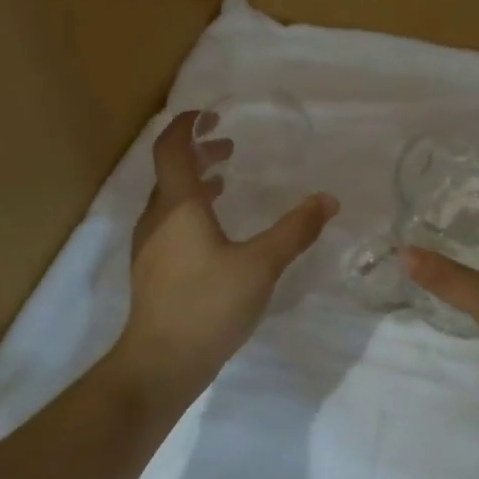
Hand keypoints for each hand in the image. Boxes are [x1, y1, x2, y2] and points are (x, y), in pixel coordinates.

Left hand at [118, 111, 338, 402]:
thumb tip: (328, 199)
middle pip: (170, 170)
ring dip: (195, 181)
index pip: (171, 148)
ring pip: (169, 197)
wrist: (161, 363)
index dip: (187, 125)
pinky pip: (169, 221)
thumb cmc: (208, 304)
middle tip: (229, 146)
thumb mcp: (261, 265)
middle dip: (198, 151)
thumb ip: (295, 230)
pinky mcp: (153, 268)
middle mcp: (157, 217)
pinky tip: (216, 229)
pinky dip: (191, 208)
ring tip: (226, 180)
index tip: (210, 115)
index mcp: (177, 205)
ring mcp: (150, 244)